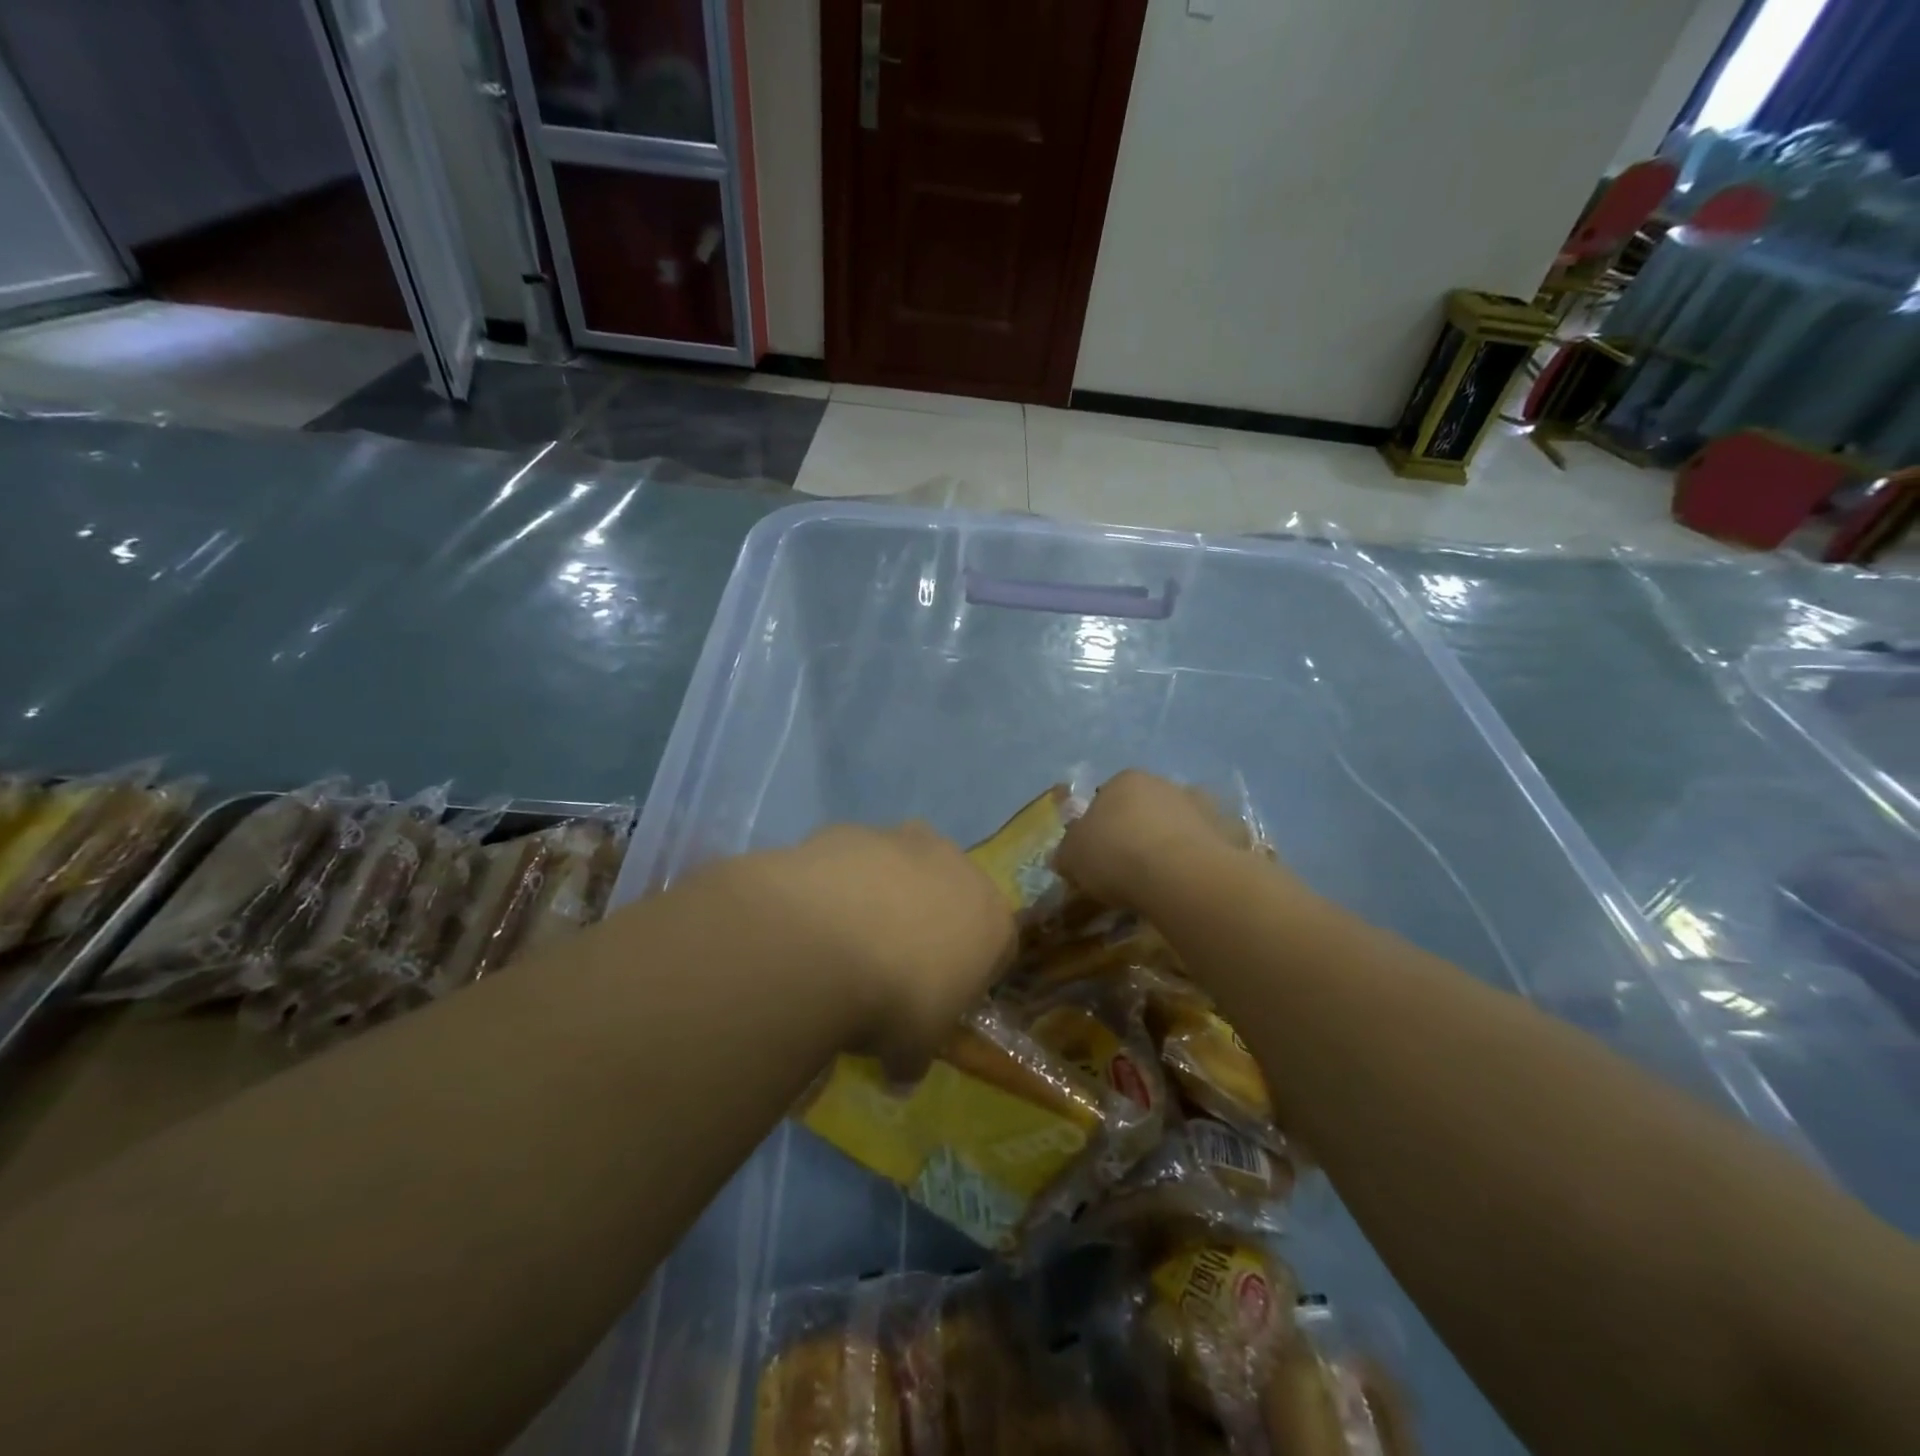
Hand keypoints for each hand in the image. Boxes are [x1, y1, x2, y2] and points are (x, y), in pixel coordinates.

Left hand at [748, 823, 1015, 1077]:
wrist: (824, 943)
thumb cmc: (894, 1001)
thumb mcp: (911, 1050)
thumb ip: (911, 1059)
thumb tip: (898, 1078)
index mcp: (991, 919)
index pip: (997, 945)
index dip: (970, 974)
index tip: (941, 999)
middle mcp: (956, 867)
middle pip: (950, 895)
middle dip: (928, 923)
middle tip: (891, 965)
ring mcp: (902, 840)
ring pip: (901, 869)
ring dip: (883, 897)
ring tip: (843, 941)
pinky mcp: (852, 830)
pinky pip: (853, 860)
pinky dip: (841, 884)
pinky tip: (813, 918)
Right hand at [1053, 770, 1253, 911]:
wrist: (1180, 875)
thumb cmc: (1115, 855)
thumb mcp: (1072, 858)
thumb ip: (1067, 853)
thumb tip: (1065, 857)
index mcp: (1124, 780)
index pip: (1105, 800)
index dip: (1099, 829)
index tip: (1097, 858)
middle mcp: (1164, 784)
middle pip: (1144, 809)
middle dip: (1136, 834)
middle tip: (1127, 871)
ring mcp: (1200, 806)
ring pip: (1176, 826)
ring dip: (1169, 846)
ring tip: (1160, 884)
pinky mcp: (1227, 832)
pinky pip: (1203, 848)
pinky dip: (1195, 863)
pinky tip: (1186, 887)